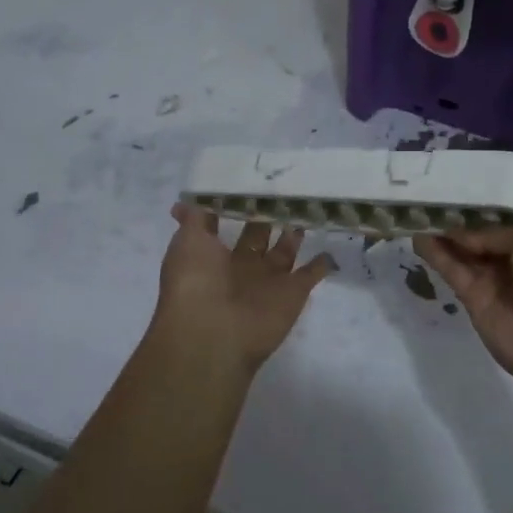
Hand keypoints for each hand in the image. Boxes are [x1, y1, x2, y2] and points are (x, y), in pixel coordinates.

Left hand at [153, 203, 336, 372]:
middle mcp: (240, 266)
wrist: (215, 333)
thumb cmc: (196, 282)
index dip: (234, 204)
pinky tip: (330, 243)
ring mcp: (269, 280)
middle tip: (284, 186)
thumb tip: (183, 203)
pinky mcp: (294, 292)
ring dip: (293, 233)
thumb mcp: (188, 242)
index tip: (249, 178)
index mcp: (212, 255)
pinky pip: (311, 273)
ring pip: (284, 250)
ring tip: (307, 205)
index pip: (223, 223)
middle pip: (257, 234)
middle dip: (267, 214)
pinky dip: (322, 262)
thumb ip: (194, 219)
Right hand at [415, 195, 512, 406]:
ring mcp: (495, 268)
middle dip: (457, 198)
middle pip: (481, 213)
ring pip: (462, 239)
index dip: (487, 176)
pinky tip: (415, 231)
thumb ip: (493, 224)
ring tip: (411, 200)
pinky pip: (450, 266)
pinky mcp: (474, 294)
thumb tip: (457, 229)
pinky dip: (433, 250)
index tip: (456, 160)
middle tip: (424, 178)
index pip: (512, 189)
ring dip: (440, 222)